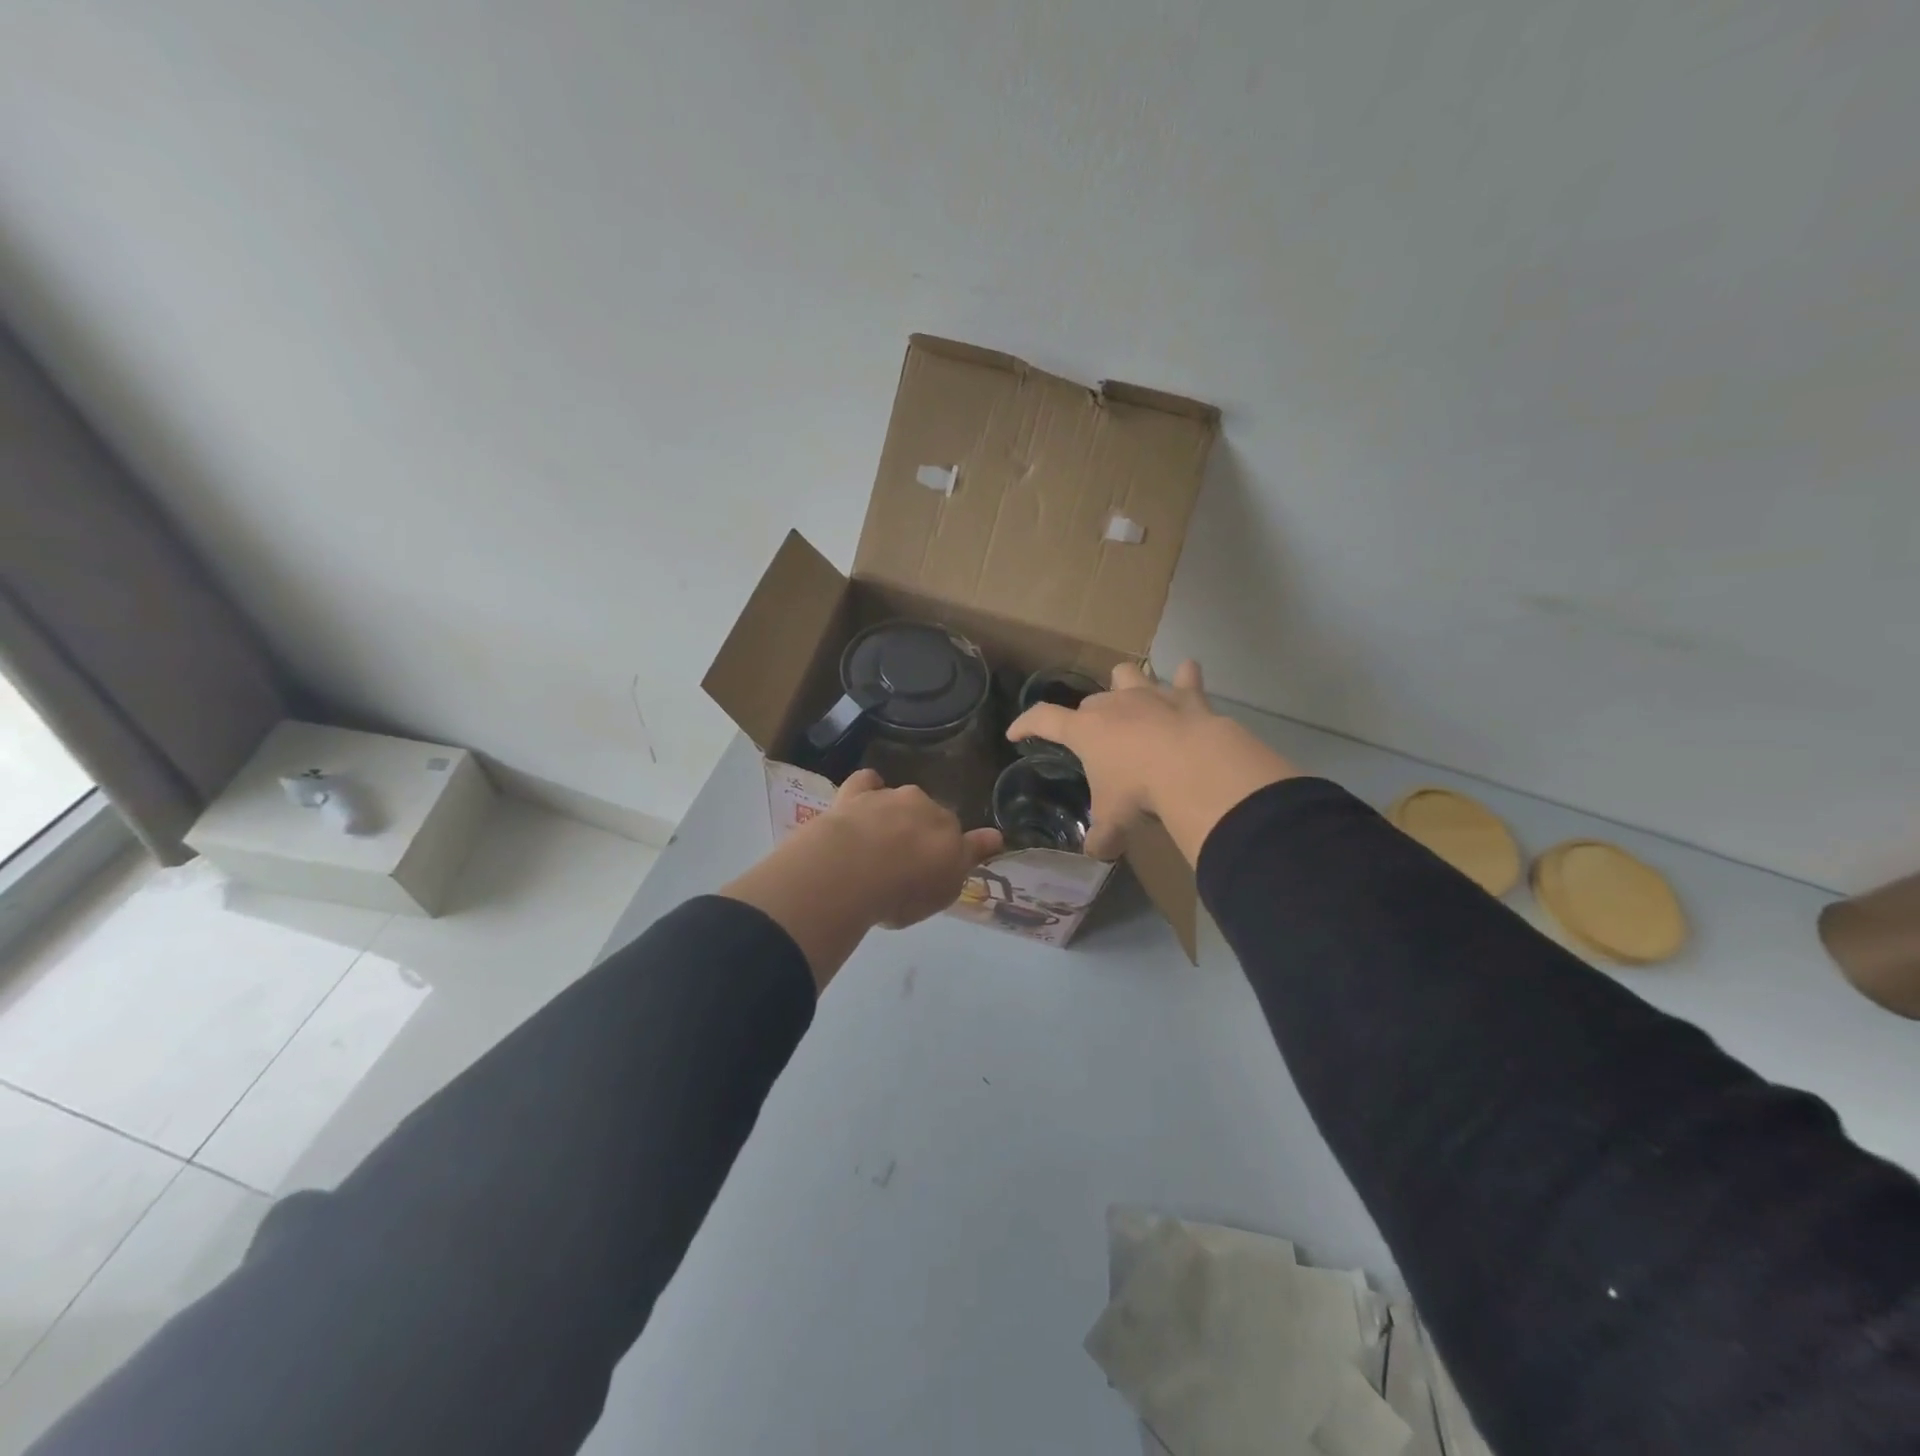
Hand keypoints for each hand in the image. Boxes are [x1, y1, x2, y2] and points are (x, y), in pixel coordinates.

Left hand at [812, 770, 1003, 928]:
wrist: (853, 870)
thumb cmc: (903, 891)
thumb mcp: (943, 892)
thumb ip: (965, 862)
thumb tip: (994, 837)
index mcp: (950, 831)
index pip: (961, 836)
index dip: (956, 847)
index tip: (949, 858)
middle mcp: (924, 807)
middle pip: (929, 815)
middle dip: (922, 831)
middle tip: (905, 860)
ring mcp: (890, 797)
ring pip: (900, 800)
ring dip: (894, 815)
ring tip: (877, 843)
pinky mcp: (857, 793)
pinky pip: (867, 781)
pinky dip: (868, 787)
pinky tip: (863, 799)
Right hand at [1006, 660, 1298, 863]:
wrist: (1194, 768)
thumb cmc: (1139, 791)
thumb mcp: (1114, 821)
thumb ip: (1101, 836)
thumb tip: (1096, 851)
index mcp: (1085, 730)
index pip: (1042, 719)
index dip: (1025, 724)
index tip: (1015, 733)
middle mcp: (1113, 704)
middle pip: (1090, 701)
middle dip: (1087, 717)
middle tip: (1096, 741)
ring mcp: (1150, 695)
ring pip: (1128, 674)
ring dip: (1126, 683)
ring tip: (1131, 697)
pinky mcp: (1187, 697)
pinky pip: (1186, 677)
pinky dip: (1186, 678)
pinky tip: (1187, 676)